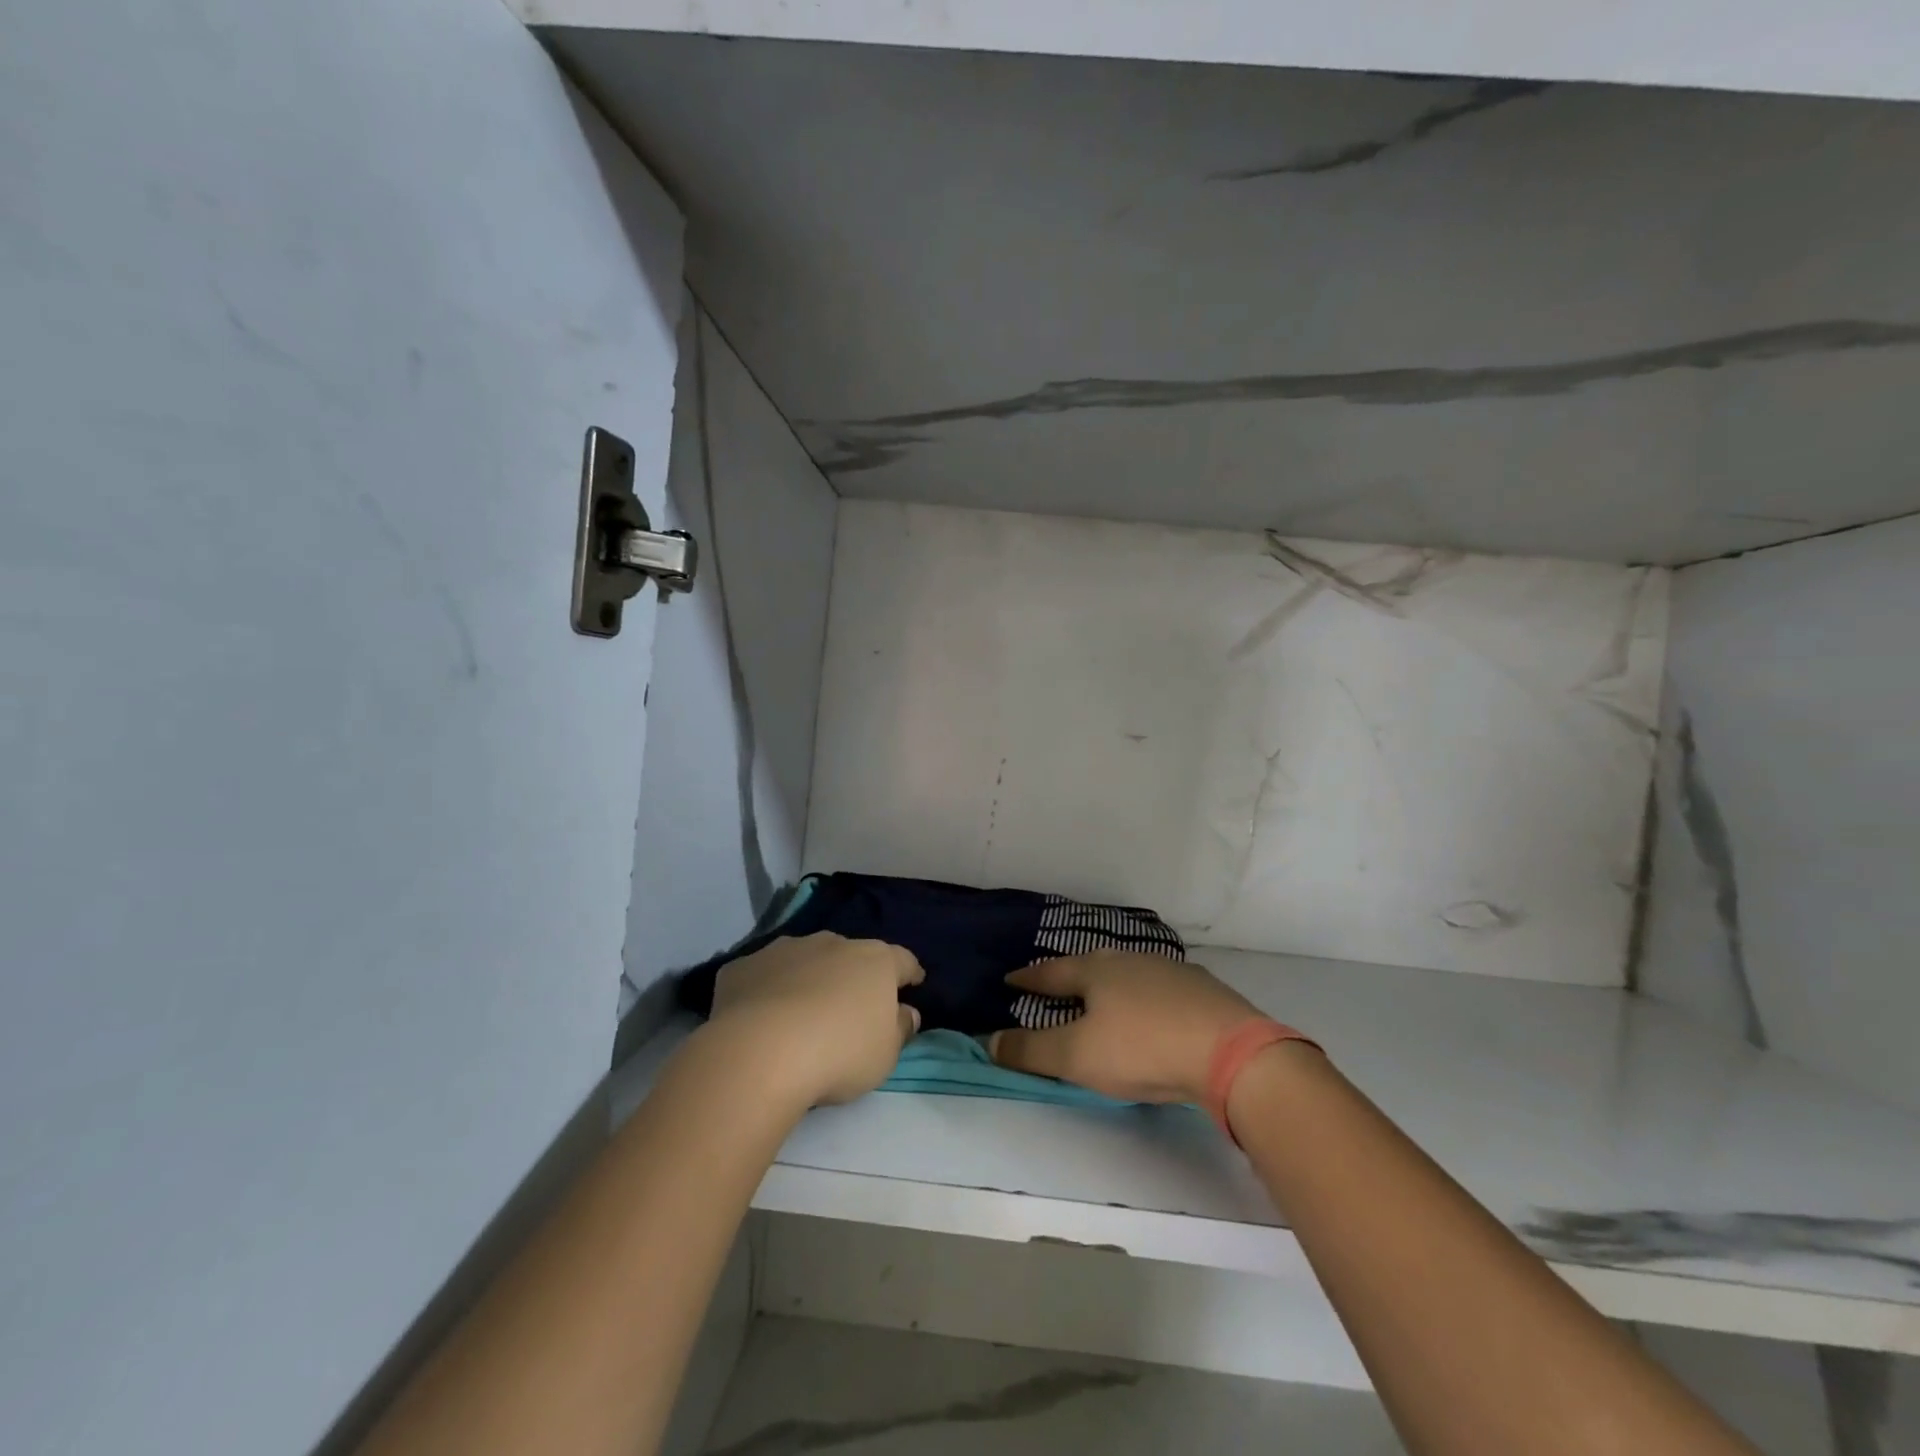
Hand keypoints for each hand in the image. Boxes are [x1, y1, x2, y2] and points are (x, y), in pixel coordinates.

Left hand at [707, 933, 923, 1108]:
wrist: (761, 1051)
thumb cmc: (839, 1052)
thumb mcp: (885, 1054)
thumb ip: (900, 1029)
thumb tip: (907, 1012)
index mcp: (874, 960)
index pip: (902, 960)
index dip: (909, 974)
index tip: (912, 984)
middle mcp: (832, 943)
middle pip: (850, 956)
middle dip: (852, 976)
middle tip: (849, 1008)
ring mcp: (784, 949)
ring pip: (804, 960)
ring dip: (808, 978)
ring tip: (800, 1015)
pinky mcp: (743, 966)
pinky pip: (763, 976)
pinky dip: (766, 991)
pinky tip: (758, 1020)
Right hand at [989, 951, 1264, 1103]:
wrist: (1229, 1050)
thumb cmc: (1141, 1048)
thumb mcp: (1077, 1056)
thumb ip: (1030, 1050)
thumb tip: (989, 1039)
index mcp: (1095, 970)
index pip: (1051, 972)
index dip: (1028, 979)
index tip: (1010, 980)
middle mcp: (1129, 960)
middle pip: (1089, 965)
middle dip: (1070, 977)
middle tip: (1055, 988)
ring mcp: (1169, 970)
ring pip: (1127, 973)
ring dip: (1109, 985)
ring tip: (1102, 999)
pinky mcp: (1201, 989)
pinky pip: (1159, 988)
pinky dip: (1144, 998)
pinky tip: (1152, 1012)